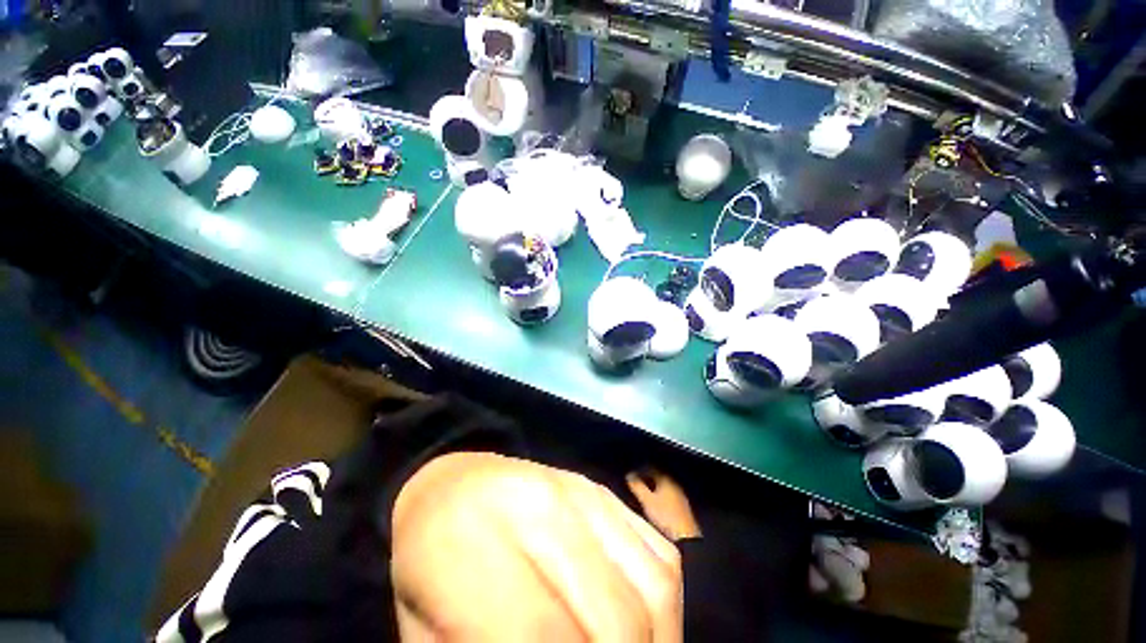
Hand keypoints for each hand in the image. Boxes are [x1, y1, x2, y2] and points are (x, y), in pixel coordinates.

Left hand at [391, 452, 682, 642]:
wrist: (454, 483)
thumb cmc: (428, 563)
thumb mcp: (426, 634)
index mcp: (477, 545)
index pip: (541, 637)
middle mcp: (543, 508)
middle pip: (614, 620)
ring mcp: (583, 492)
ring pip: (653, 588)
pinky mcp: (606, 492)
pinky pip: (661, 557)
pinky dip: (665, 609)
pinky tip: (645, 631)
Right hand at [626, 469, 700, 541]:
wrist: (686, 537)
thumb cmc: (665, 516)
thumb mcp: (647, 500)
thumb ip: (637, 487)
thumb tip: (629, 476)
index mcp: (666, 479)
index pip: (651, 469)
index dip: (641, 471)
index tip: (632, 477)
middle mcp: (674, 484)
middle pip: (658, 478)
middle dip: (647, 480)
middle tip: (637, 486)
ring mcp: (680, 496)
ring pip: (664, 488)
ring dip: (654, 490)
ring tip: (645, 497)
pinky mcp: (683, 508)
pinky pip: (669, 497)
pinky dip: (661, 498)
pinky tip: (656, 506)